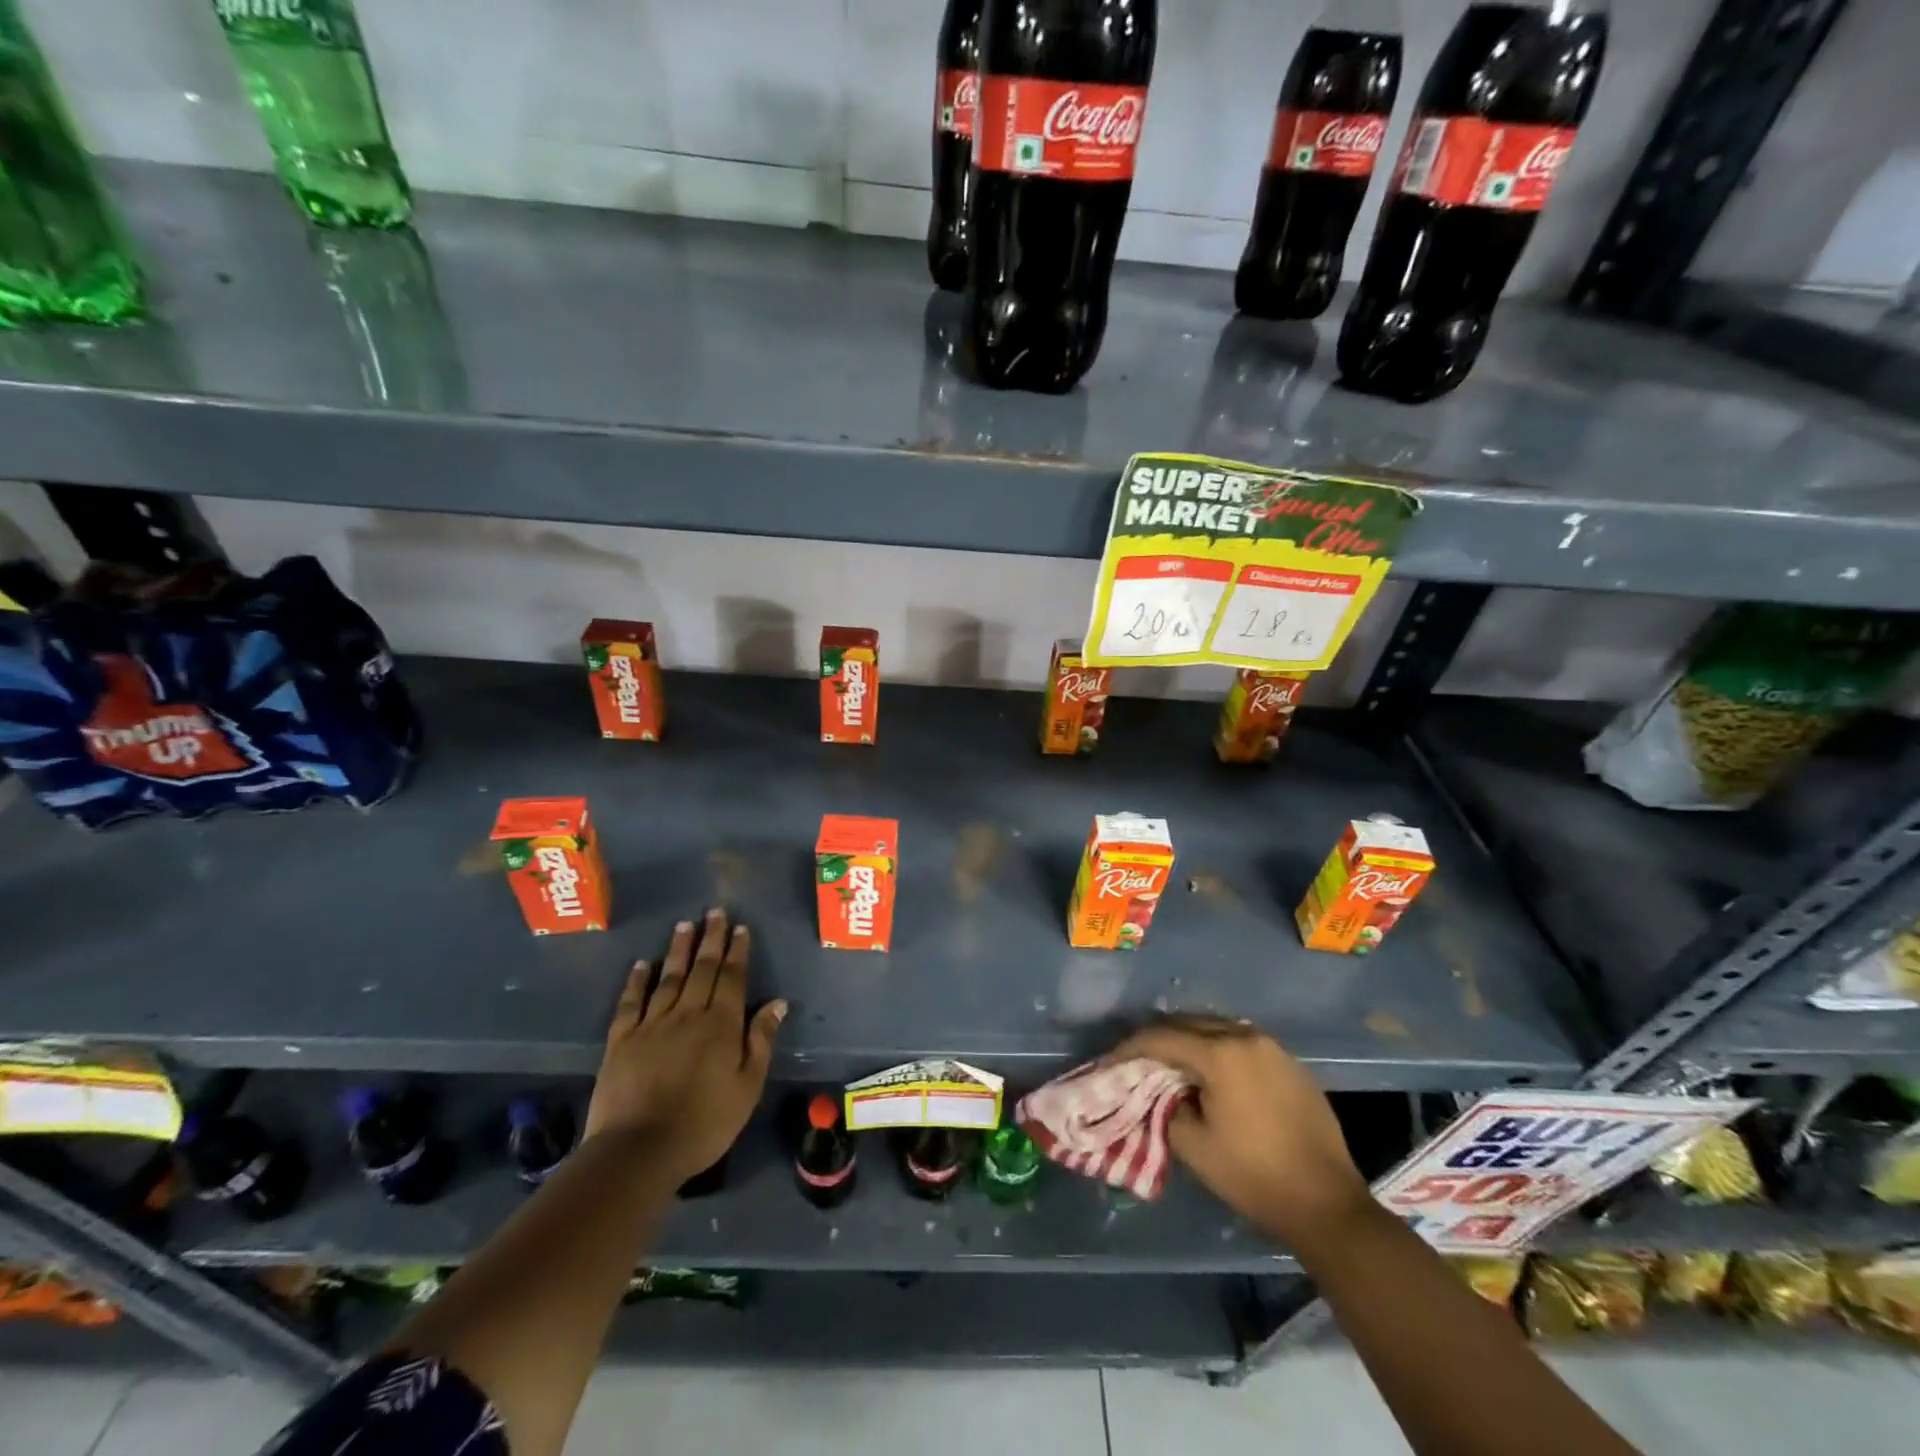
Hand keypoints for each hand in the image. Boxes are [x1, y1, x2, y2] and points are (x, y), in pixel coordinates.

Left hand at [585, 908, 785, 1182]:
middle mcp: (688, 1014)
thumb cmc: (704, 1123)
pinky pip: (631, 1002)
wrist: (639, 1150)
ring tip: (685, 925)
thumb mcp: (747, 1087)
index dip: (737, 951)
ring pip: (669, 978)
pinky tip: (641, 965)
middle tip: (715, 912)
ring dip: (678, 950)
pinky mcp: (621, 1040)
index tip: (740, 928)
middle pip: (702, 969)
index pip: (732, 978)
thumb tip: (777, 1002)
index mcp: (722, 1025)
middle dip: (711, 939)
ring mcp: (652, 1024)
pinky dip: (636, 981)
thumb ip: (761, 1041)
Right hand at [1104, 1017, 1370, 1249]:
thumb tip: (1163, 1091)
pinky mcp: (1290, 1064)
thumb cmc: (1254, 1176)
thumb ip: (1165, 1107)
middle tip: (1134, 1059)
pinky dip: (1217, 1052)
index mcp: (1221, 1053)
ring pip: (1216, 1030)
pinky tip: (1209, 1074)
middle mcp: (1246, 1037)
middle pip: (1189, 1025)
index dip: (1130, 1048)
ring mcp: (1273, 1048)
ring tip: (1168, 1063)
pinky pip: (1241, 1045)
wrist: (1327, 1205)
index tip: (1109, 1061)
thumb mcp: (1193, 1146)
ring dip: (1188, 1042)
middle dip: (1158, 1039)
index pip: (1162, 1038)